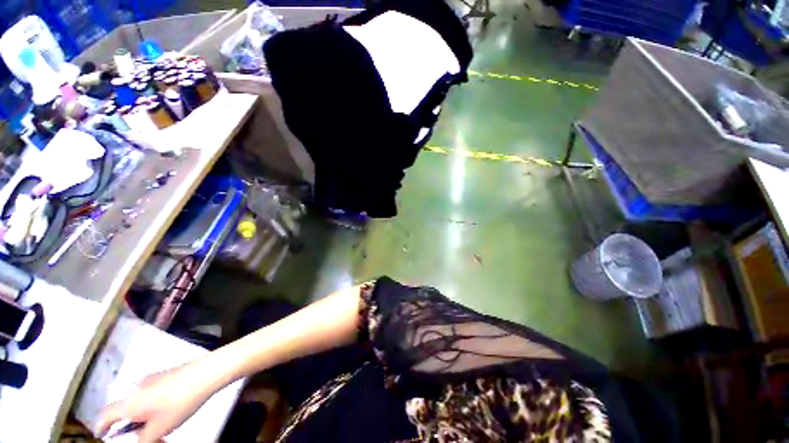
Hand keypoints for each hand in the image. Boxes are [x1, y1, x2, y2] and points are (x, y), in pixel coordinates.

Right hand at [97, 360, 214, 442]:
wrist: (206, 373)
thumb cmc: (179, 403)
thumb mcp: (159, 429)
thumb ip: (143, 440)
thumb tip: (137, 439)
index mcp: (129, 402)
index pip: (105, 415)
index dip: (101, 426)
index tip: (100, 434)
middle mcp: (135, 388)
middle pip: (125, 410)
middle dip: (132, 426)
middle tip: (149, 437)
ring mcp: (151, 380)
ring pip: (140, 403)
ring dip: (146, 418)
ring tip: (163, 427)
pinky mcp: (166, 375)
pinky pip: (152, 394)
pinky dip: (155, 407)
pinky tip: (171, 411)